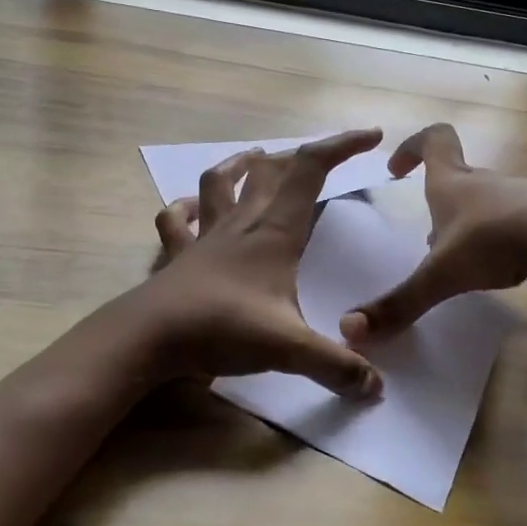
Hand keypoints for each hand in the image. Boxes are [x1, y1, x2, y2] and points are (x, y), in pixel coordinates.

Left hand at [141, 129, 384, 398]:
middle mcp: (241, 223)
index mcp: (275, 232)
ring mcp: (205, 236)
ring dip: (240, 165)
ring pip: (221, 182)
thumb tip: (377, 389)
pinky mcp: (178, 256)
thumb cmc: (222, 329)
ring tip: (257, 158)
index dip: (341, 145)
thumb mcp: (290, 349)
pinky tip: (189, 207)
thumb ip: (336, 366)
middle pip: (271, 171)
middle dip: (301, 157)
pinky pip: (176, 221)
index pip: (310, 170)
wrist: (149, 337)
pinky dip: (184, 208)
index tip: (371, 136)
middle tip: (323, 159)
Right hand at [340, 123, 526, 341]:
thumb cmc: (492, 243)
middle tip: (429, 241)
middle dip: (439, 206)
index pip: (434, 140)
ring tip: (466, 264)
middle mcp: (486, 182)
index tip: (397, 168)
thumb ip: (399, 303)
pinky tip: (507, 269)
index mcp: (453, 182)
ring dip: (471, 226)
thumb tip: (350, 330)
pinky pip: (518, 222)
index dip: (412, 146)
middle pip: (458, 179)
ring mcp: (522, 195)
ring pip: (488, 204)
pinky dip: (505, 240)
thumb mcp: (440, 276)